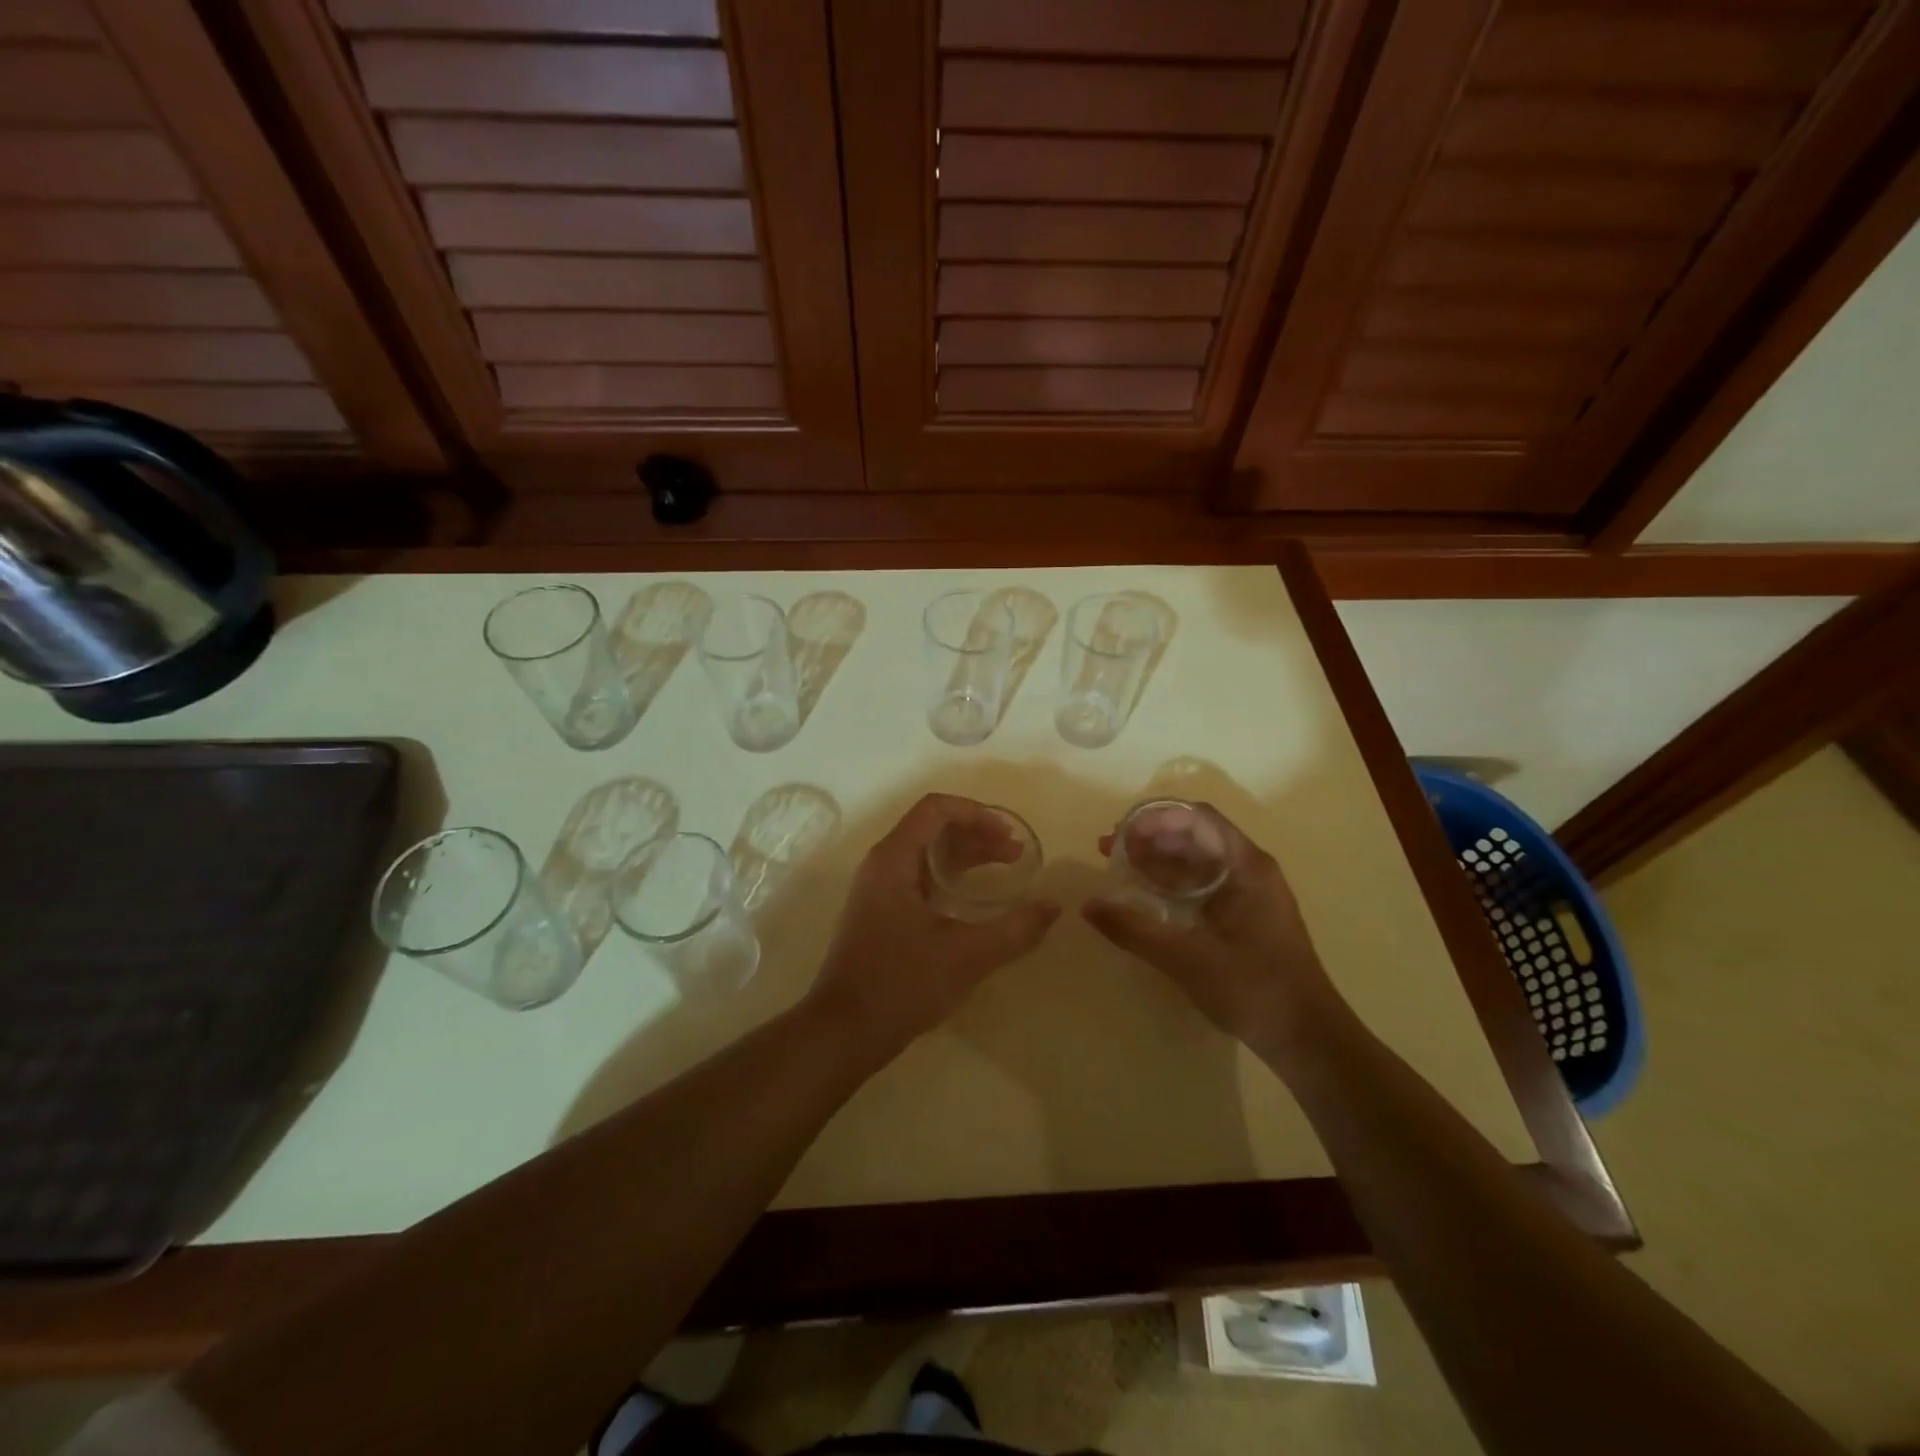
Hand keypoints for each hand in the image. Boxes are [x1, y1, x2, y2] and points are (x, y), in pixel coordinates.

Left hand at [809, 794, 1059, 1057]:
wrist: (843, 1031)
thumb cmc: (900, 984)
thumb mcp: (966, 956)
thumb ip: (1015, 930)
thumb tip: (1052, 907)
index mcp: (893, 859)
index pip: (936, 809)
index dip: (976, 813)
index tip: (1009, 835)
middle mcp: (882, 865)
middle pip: (933, 829)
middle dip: (978, 835)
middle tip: (1016, 855)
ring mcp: (878, 890)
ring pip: (927, 855)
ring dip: (966, 857)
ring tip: (1005, 870)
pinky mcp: (880, 914)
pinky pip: (919, 879)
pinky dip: (951, 879)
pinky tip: (975, 901)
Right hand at [1082, 804, 1339, 1053]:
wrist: (1308, 1040)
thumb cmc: (1253, 989)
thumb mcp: (1186, 958)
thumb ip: (1135, 930)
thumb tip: (1088, 906)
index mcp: (1246, 866)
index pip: (1197, 818)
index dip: (1156, 818)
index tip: (1120, 834)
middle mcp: (1250, 870)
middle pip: (1195, 836)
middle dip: (1150, 839)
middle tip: (1108, 852)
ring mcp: (1249, 895)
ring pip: (1197, 862)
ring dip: (1158, 861)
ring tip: (1118, 871)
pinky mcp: (1245, 918)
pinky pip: (1203, 886)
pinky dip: (1172, 885)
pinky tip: (1145, 899)